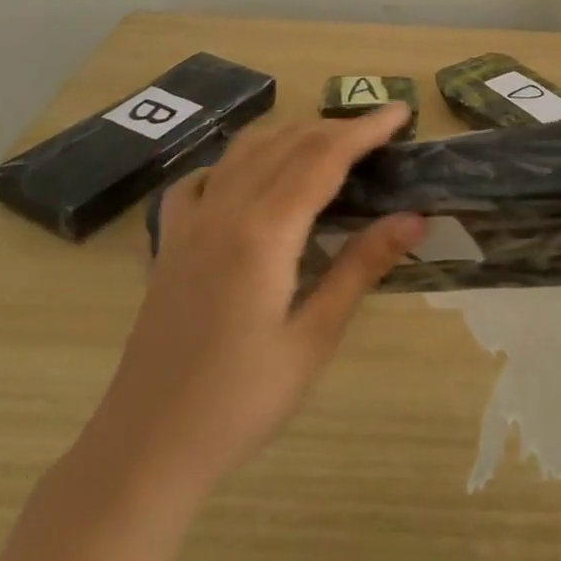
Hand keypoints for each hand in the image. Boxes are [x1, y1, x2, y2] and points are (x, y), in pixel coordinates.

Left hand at [88, 103, 423, 494]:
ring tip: (329, 144)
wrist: (146, 448)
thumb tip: (414, 218)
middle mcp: (224, 210)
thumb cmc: (240, 402)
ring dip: (291, 136)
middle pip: (287, 144)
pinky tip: (252, 178)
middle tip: (379, 131)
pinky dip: (237, 162)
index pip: (323, 158)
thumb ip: (361, 268)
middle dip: (336, 127)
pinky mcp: (169, 241)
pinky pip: (204, 179)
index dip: (365, 130)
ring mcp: (189, 222)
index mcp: (264, 232)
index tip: (401, 112)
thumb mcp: (313, 339)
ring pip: (245, 151)